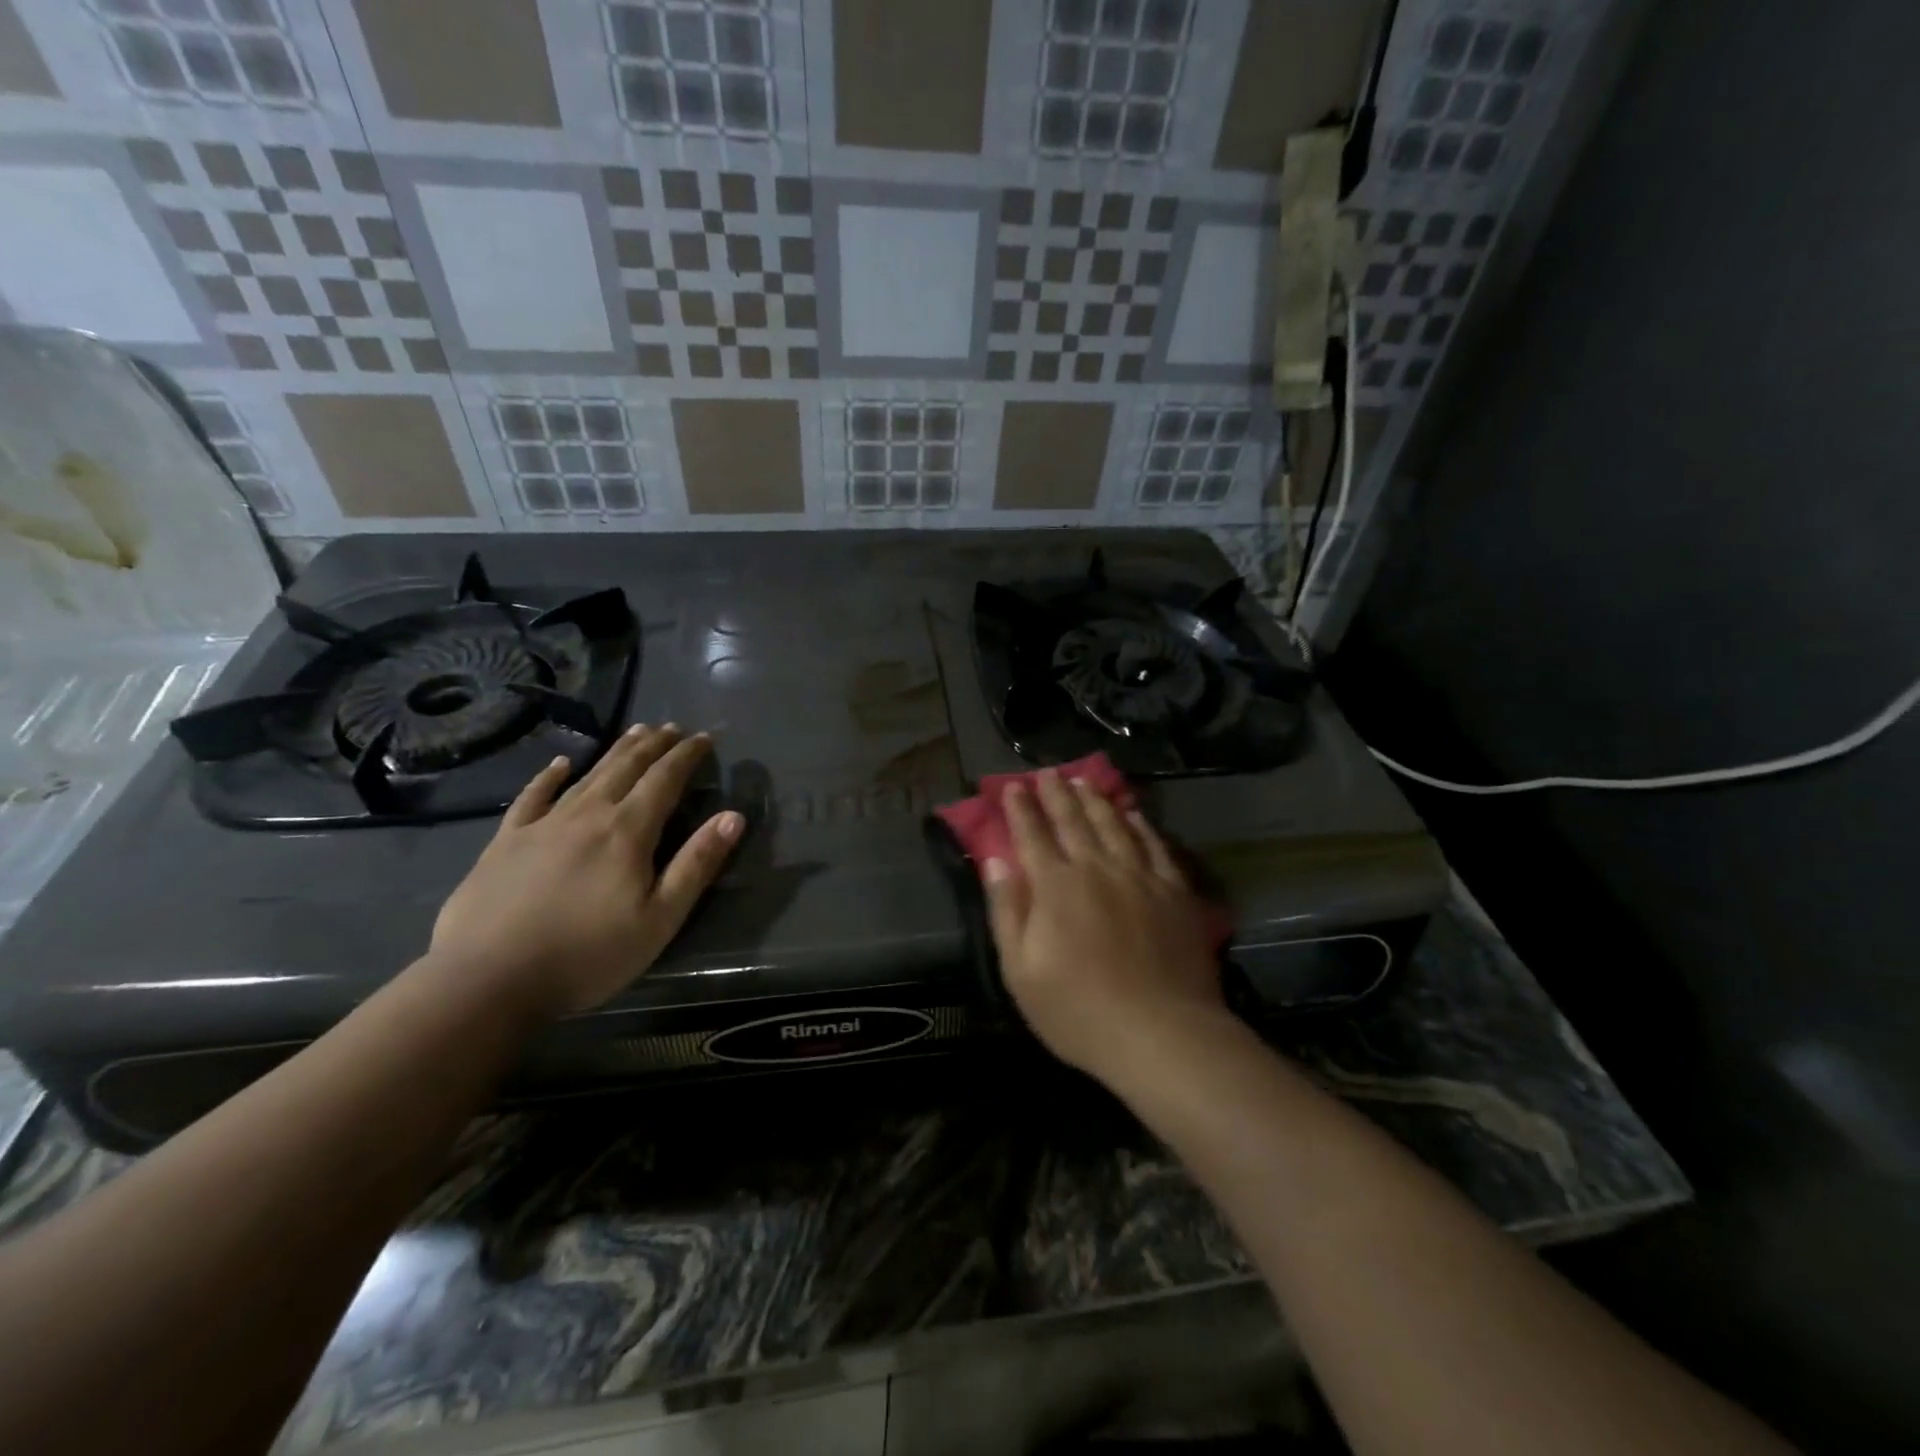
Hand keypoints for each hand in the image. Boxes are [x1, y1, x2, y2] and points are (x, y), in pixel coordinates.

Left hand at [429, 724, 742, 1018]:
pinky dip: (548, 776)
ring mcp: (542, 825)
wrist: (487, 980)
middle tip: (672, 727)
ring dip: (615, 751)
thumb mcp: (660, 919)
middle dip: (654, 745)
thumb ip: (697, 864)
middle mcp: (588, 814)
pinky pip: (532, 796)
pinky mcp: (506, 842)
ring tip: (635, 732)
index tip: (703, 737)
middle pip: (626, 767)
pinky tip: (559, 764)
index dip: (687, 756)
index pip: (665, 780)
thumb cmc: (587, 954)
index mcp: (628, 831)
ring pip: (588, 775)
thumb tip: (733, 817)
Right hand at [983, 770, 1225, 1079]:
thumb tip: (996, 862)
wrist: (1162, 1033)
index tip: (1013, 786)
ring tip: (1084, 782)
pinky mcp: (1174, 891)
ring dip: (1096, 801)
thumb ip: (1007, 911)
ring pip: (1114, 825)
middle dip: (1056, 794)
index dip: (1020, 808)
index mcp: (1056, 886)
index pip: (1032, 835)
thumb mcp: (1021, 971)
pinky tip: (1134, 815)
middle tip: (1048, 772)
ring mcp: (1140, 877)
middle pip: (1073, 821)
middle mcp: (1097, 869)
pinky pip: (1154, 846)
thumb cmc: (1079, 1010)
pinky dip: (1140, 826)